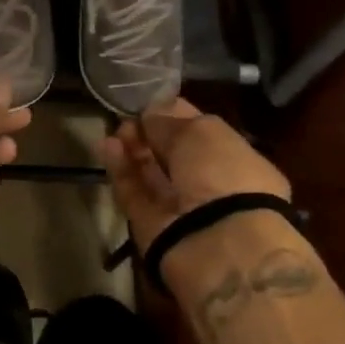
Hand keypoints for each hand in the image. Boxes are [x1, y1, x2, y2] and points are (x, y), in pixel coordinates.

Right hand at [97, 98, 290, 254]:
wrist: (216, 242)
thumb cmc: (222, 174)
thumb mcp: (201, 131)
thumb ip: (170, 120)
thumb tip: (150, 113)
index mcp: (237, 161)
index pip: (202, 133)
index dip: (176, 116)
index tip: (150, 101)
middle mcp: (211, 185)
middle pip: (173, 155)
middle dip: (151, 134)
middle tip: (128, 117)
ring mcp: (180, 208)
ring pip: (151, 174)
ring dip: (132, 149)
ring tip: (114, 130)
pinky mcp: (151, 224)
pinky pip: (133, 192)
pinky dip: (121, 169)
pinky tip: (107, 146)